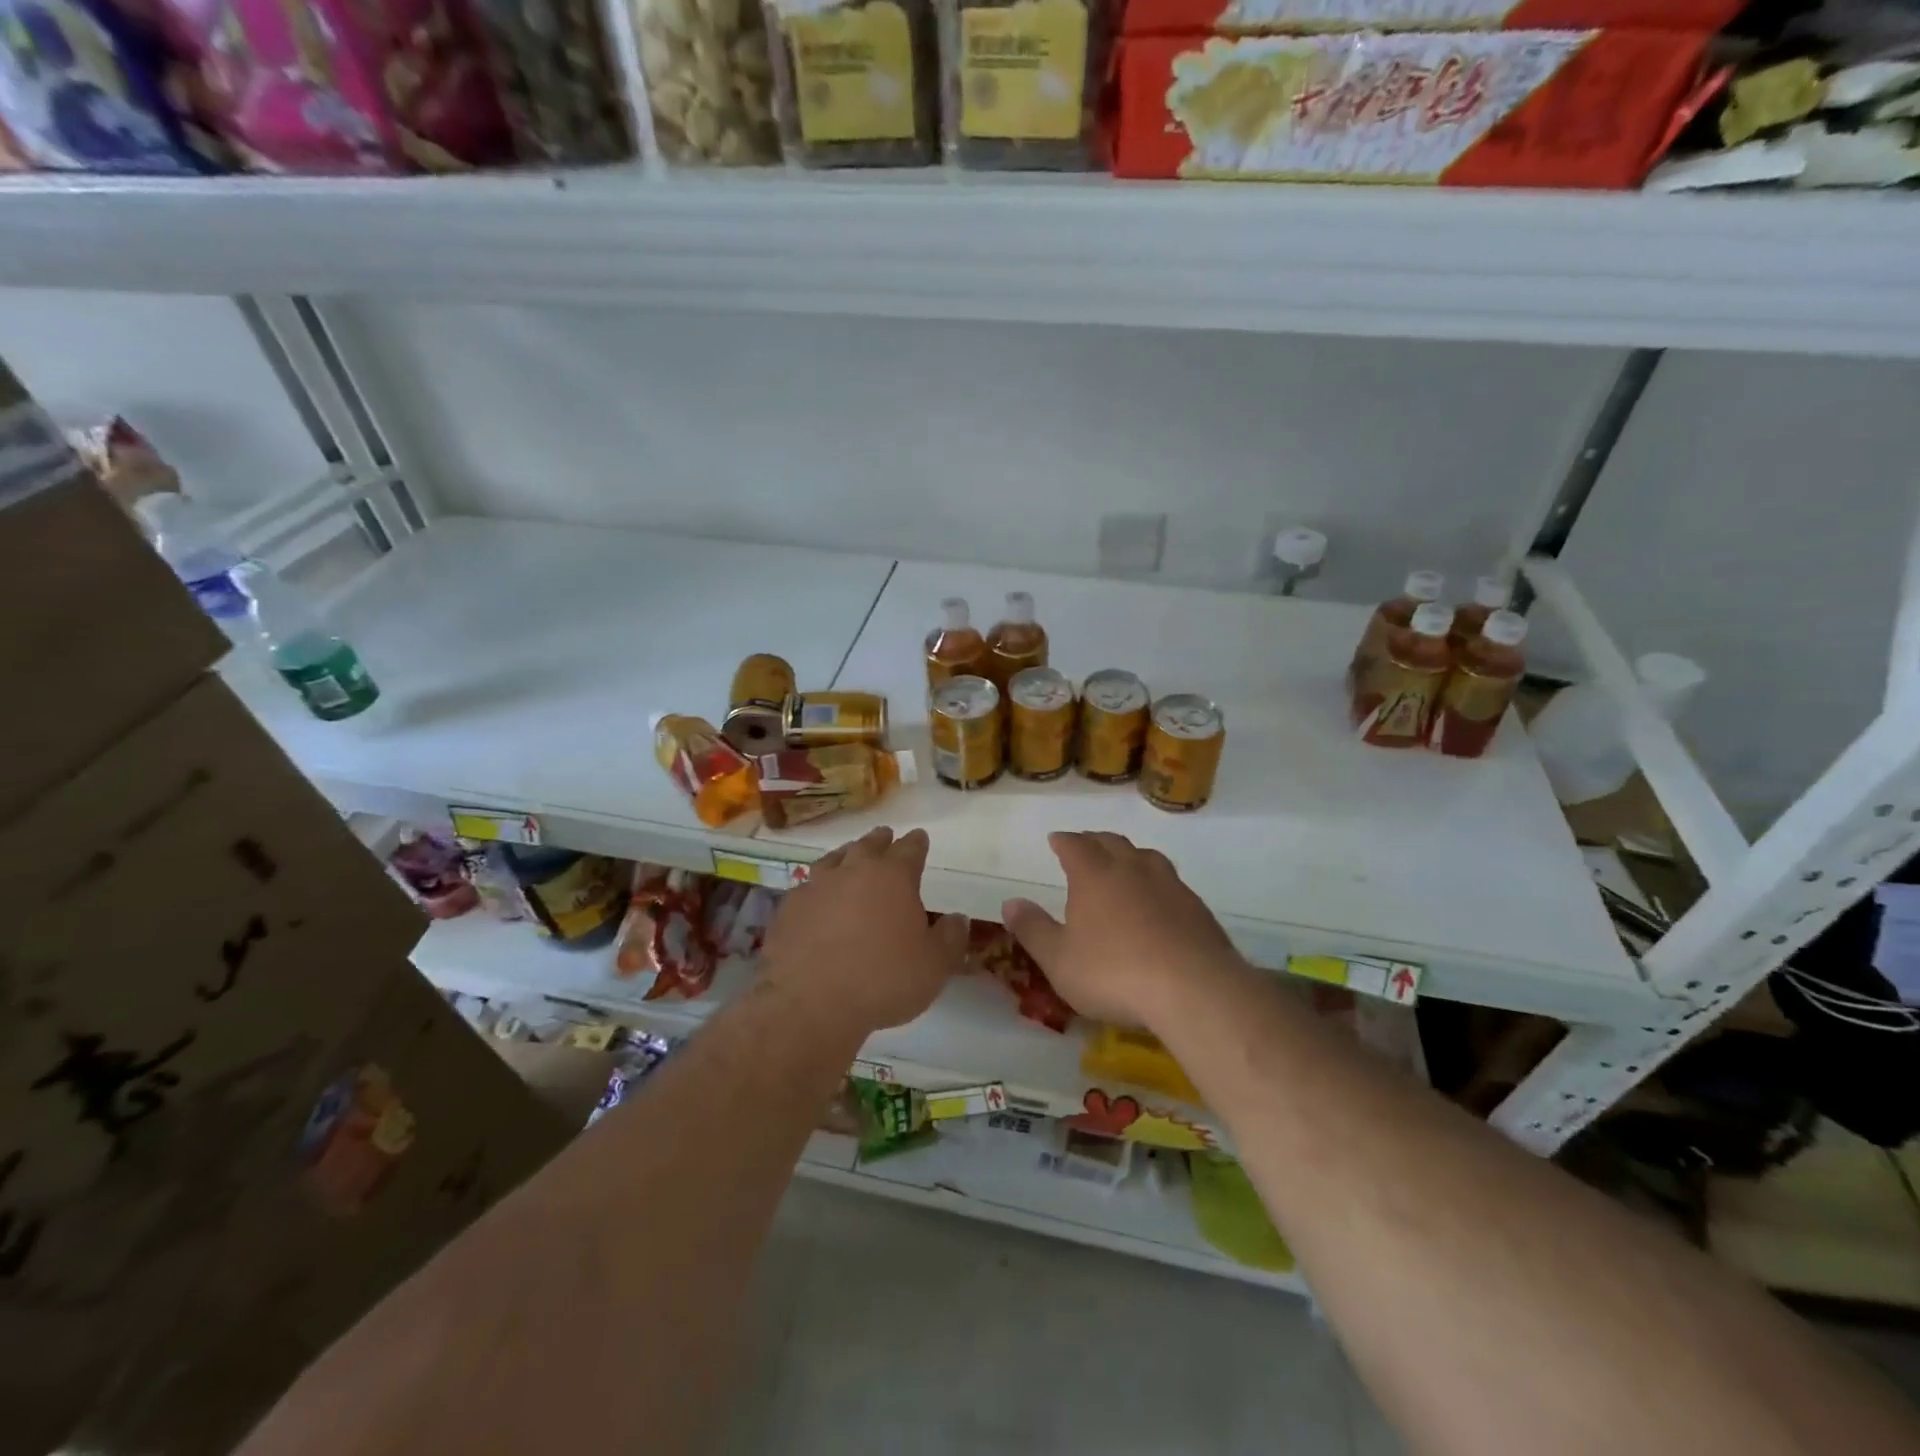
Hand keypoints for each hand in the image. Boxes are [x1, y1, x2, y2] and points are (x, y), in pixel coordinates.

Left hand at [761, 826, 966, 1035]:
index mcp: (893, 877)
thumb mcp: (934, 966)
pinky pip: (806, 888)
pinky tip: (816, 899)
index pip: (910, 849)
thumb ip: (950, 938)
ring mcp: (816, 887)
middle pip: (869, 846)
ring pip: (833, 860)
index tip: (920, 837)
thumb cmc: (883, 980)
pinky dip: (816, 889)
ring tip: (848, 856)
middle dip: (880, 841)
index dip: (917, 843)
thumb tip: (957, 918)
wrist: (809, 1003)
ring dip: (845, 856)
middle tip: (885, 836)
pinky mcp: (788, 909)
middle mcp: (854, 871)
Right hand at [1003, 831, 1246, 1029]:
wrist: (1193, 988)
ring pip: (1146, 857)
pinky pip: (1171, 882)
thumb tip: (1010, 902)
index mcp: (1094, 875)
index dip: (1064, 841)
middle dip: (1095, 841)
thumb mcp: (1059, 959)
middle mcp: (1132, 869)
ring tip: (1123, 864)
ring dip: (1130, 855)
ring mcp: (1169, 885)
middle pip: (1112, 843)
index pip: (1076, 845)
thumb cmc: (1114, 972)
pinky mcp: (1197, 908)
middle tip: (1085, 845)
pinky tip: (1158, 901)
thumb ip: (1033, 929)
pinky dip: (1156, 882)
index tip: (1056, 839)